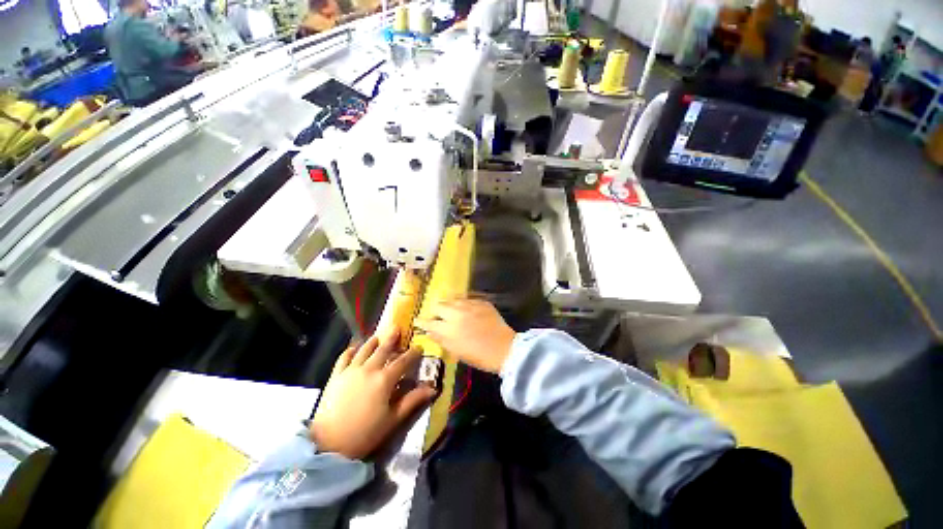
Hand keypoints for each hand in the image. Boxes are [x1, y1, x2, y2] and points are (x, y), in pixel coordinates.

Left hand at [310, 330, 434, 458]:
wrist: (328, 444)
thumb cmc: (365, 433)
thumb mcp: (393, 419)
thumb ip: (412, 400)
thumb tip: (432, 389)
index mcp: (384, 379)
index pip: (403, 361)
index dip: (413, 353)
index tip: (419, 347)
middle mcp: (369, 369)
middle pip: (383, 349)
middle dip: (392, 338)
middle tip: (397, 328)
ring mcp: (351, 370)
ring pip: (365, 349)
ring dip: (373, 341)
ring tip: (379, 336)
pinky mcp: (336, 375)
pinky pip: (344, 357)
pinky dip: (351, 350)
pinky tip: (354, 348)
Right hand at [414, 299, 515, 373]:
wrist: (504, 348)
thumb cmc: (479, 356)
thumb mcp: (456, 352)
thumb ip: (441, 340)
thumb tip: (430, 332)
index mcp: (448, 329)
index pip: (428, 322)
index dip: (421, 321)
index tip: (418, 320)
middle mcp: (456, 314)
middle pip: (438, 306)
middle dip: (436, 311)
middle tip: (438, 317)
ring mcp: (469, 305)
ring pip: (452, 299)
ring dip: (449, 305)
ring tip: (451, 311)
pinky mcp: (481, 302)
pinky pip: (467, 299)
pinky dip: (463, 304)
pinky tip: (466, 309)